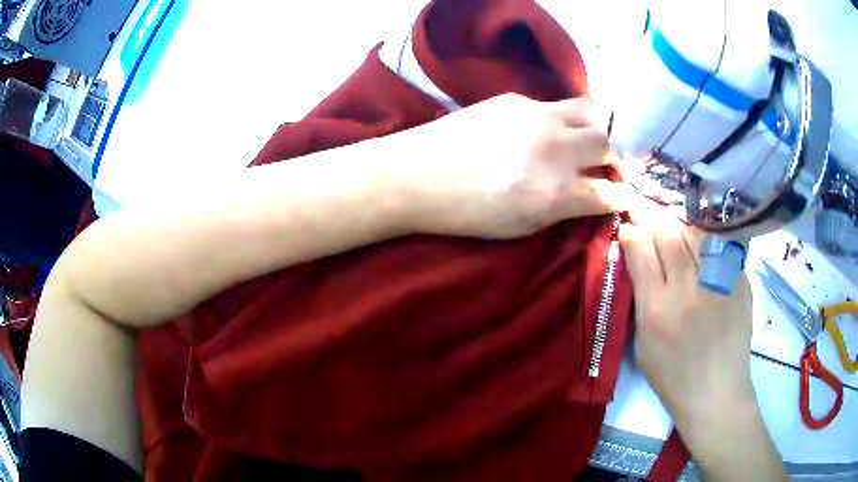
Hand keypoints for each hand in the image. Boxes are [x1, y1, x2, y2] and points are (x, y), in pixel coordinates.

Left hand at [388, 93, 634, 238]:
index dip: (624, 196)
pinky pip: (555, 104)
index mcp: (558, 192)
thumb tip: (590, 196)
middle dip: (618, 156)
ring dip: (600, 125)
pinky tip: (548, 129)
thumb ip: (563, 209)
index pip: (611, 193)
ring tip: (593, 138)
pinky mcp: (516, 98)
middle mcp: (557, 149)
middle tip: (611, 165)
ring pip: (591, 110)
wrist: (416, 174)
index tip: (626, 196)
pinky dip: (564, 118)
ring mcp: (538, 116)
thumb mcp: (522, 226)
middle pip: (610, 143)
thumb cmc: (467, 213)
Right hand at [619, 201, 786, 480]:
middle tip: (643, 210)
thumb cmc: (673, 376)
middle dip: (651, 216)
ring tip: (670, 224)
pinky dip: (703, 239)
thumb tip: (636, 257)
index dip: (632, 232)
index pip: (642, 252)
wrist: (717, 391)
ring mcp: (718, 281)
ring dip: (677, 224)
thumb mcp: (644, 342)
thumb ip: (641, 297)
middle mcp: (688, 289)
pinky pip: (717, 246)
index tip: (627, 225)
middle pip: (668, 234)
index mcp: (658, 310)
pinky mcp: (739, 279)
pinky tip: (697, 244)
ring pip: (694, 232)